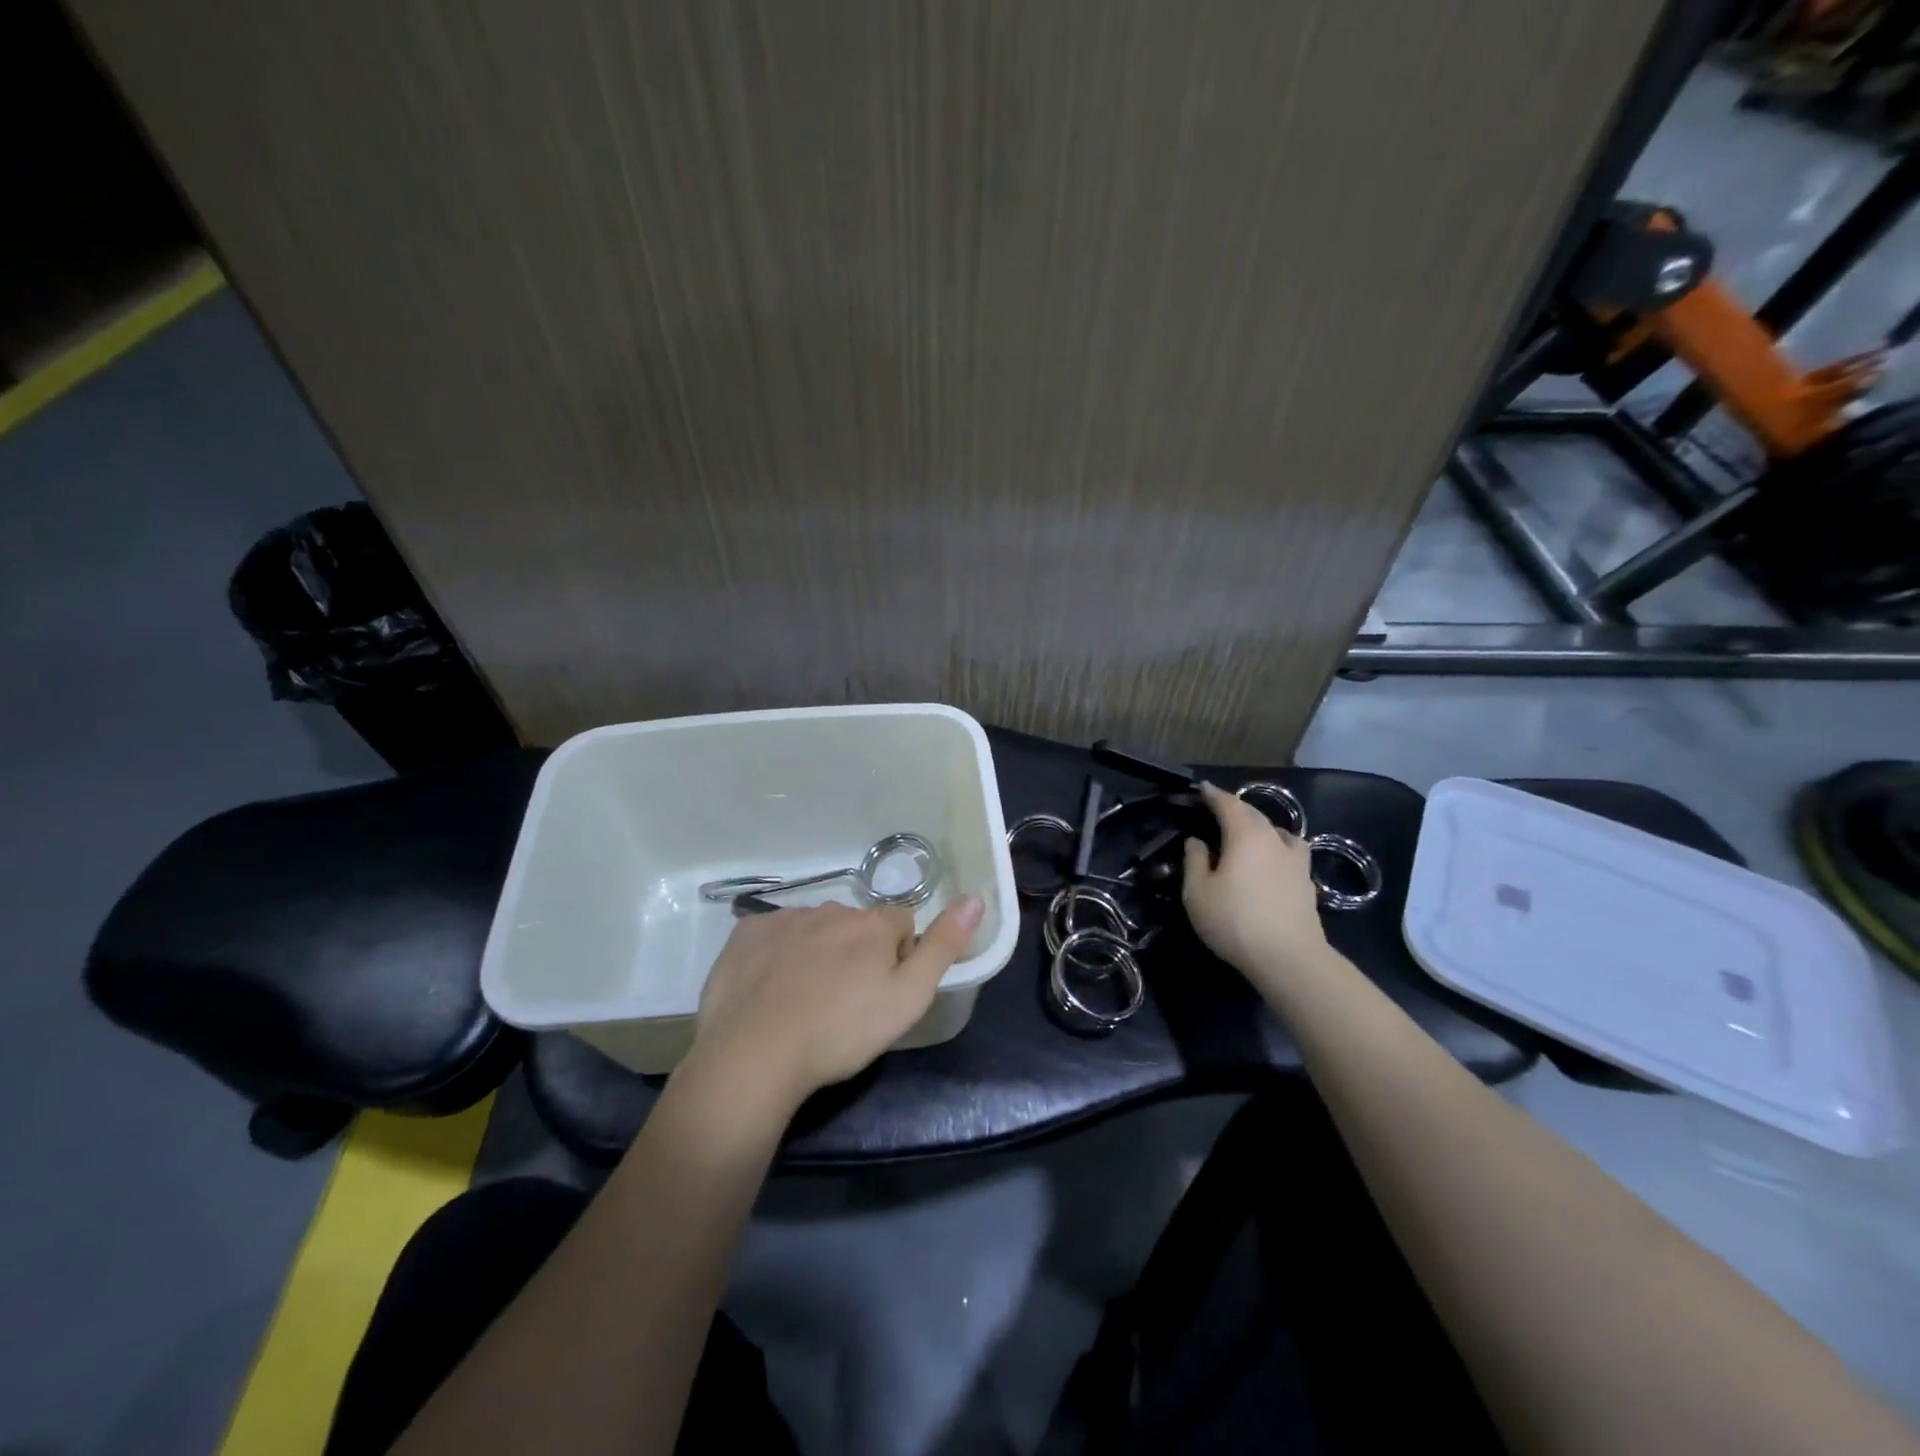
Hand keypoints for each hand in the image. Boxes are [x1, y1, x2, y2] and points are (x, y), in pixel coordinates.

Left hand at [682, 896, 984, 1121]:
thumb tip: (975, 899)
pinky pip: (774, 934)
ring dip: (818, 952)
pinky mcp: (747, 933)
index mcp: (873, 924)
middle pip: (857, 926)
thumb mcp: (908, 999)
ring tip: (805, 1001)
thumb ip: (944, 947)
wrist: (754, 1056)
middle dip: (857, 953)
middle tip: (844, 1003)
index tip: (882, 994)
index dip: (898, 958)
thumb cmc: (841, 1033)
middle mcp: (832, 909)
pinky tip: (770, 989)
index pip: (901, 925)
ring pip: (816, 928)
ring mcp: (785, 918)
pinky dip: (778, 954)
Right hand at [1182, 783, 1328, 996]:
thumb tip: (1196, 841)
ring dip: (1260, 826)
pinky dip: (1277, 847)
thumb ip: (1195, 861)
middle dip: (1235, 808)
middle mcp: (1274, 839)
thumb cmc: (1235, 921)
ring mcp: (1296, 861)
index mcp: (1246, 835)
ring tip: (1248, 833)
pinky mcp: (1307, 882)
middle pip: (1254, 814)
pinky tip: (1272, 860)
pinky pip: (1290, 851)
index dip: (1214, 795)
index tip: (1202, 788)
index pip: (1229, 804)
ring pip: (1278, 831)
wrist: (1289, 958)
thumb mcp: (1198, 892)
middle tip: (1218, 809)